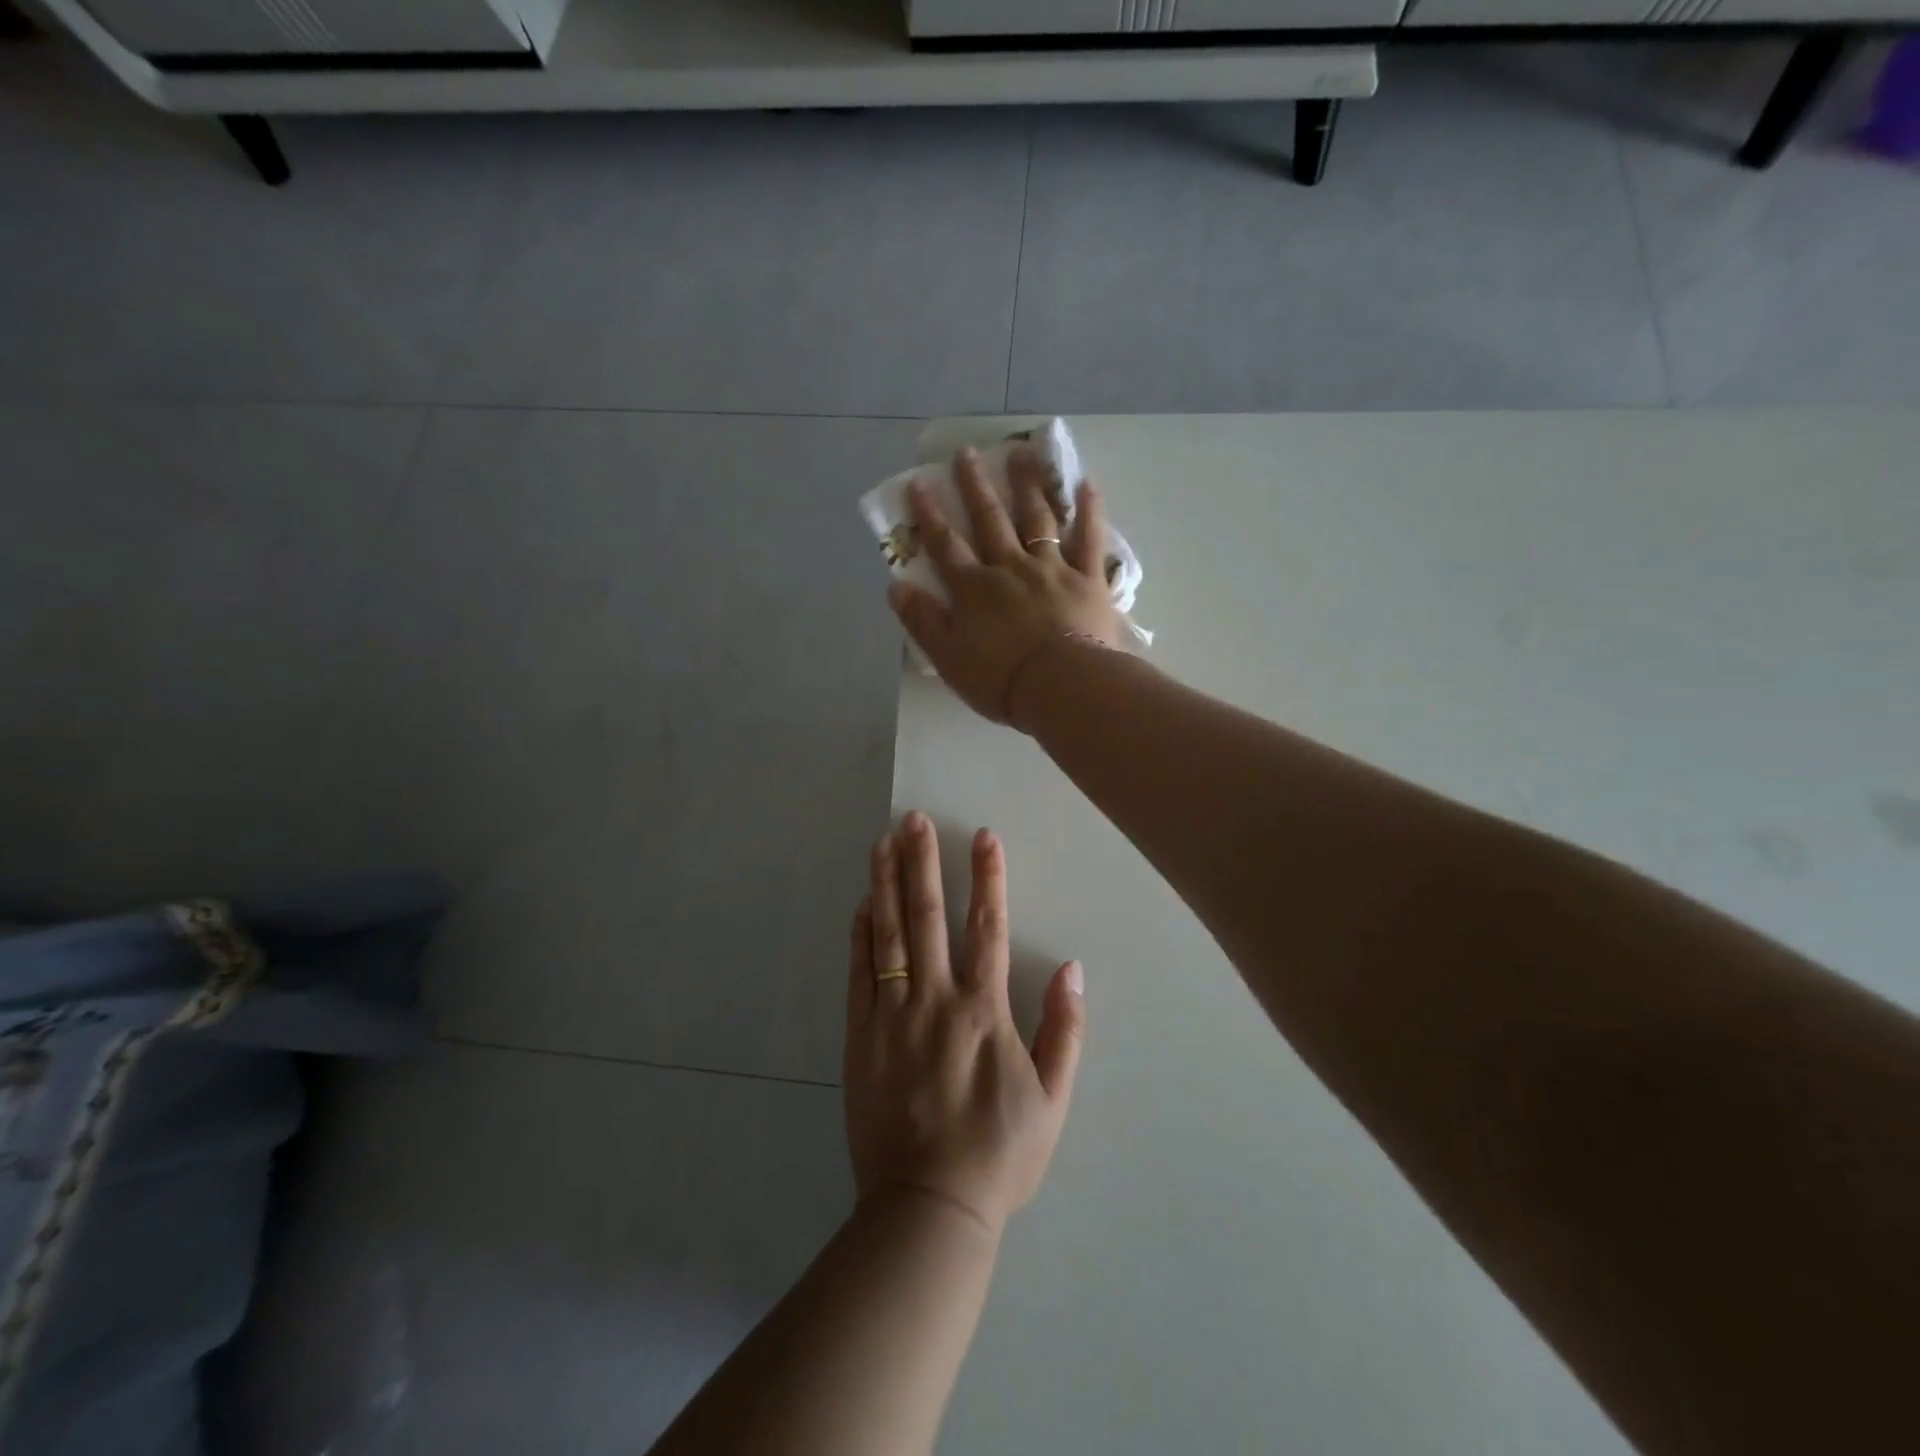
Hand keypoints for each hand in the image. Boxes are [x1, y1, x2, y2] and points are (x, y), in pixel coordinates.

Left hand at [844, 811, 1086, 1236]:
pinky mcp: (860, 1036)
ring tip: (882, 842)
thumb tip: (1072, 968)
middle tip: (914, 819)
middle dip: (922, 862)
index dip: (988, 876)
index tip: (983, 836)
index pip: (988, 926)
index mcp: (984, 1010)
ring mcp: (892, 1015)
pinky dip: (860, 935)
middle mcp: (936, 999)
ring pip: (887, 935)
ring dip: (885, 884)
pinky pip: (860, 974)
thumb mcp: (1053, 1100)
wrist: (927, 1206)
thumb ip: (1065, 1030)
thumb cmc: (998, 1154)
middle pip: (928, 916)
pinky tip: (861, 905)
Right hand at [889, 447, 1127, 727]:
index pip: (946, 545)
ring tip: (1020, 453)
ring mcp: (1051, 568)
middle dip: (975, 486)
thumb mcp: (948, 657)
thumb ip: (922, 620)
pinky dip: (1088, 511)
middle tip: (967, 453)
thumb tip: (895, 587)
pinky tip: (1086, 484)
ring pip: (1037, 519)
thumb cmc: (1001, 679)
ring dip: (1026, 485)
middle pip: (990, 521)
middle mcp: (1010, 567)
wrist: (1062, 687)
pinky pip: (1088, 539)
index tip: (920, 483)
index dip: (930, 514)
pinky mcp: (1087, 579)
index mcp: (974, 588)